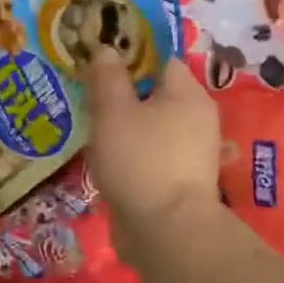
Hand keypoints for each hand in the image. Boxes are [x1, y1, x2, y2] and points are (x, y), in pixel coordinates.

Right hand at [86, 49, 224, 251]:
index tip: (97, 59)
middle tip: (86, 91)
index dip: (128, 54)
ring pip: (150, 124)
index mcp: (188, 94)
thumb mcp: (113, 112)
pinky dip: (129, 149)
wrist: (166, 233)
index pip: (159, 59)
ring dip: (123, 123)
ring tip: (89, 123)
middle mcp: (197, 119)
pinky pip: (150, 151)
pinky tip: (104, 155)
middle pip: (154, 92)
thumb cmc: (141, 160)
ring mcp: (190, 152)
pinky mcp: (178, 180)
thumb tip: (106, 49)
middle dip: (122, 91)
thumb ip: (107, 78)